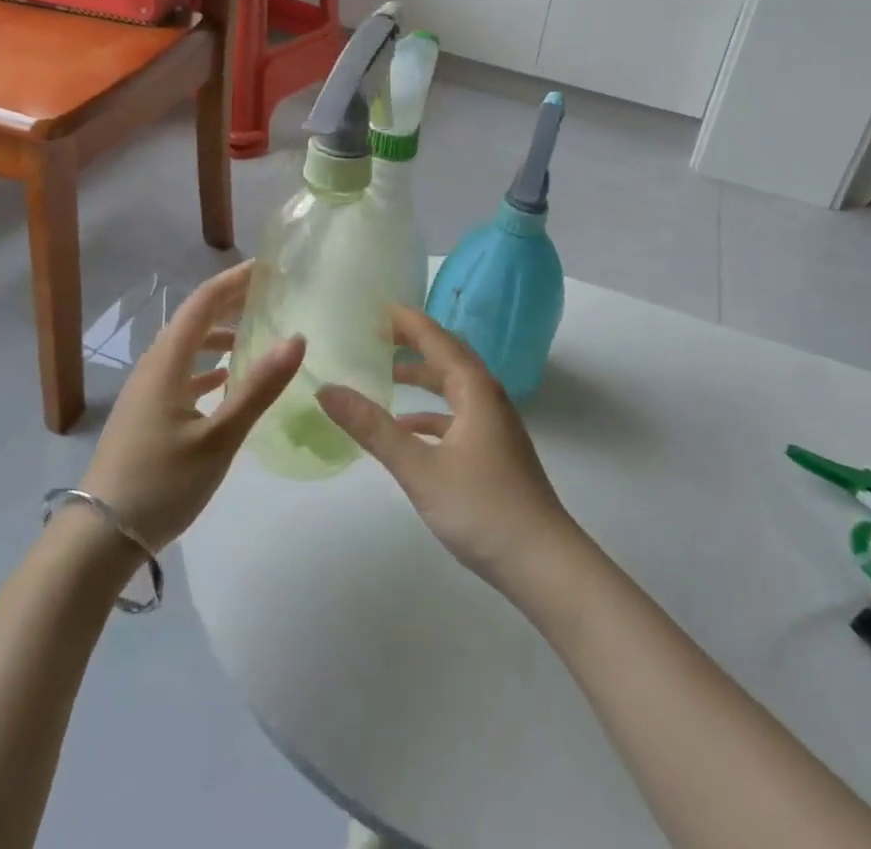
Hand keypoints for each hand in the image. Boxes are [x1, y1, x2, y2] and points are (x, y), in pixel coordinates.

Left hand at [78, 261, 303, 548]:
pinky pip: (181, 372)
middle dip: (230, 301)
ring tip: (254, 333)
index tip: (269, 266)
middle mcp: (154, 366)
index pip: (203, 302)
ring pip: (187, 347)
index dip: (235, 279)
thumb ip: (258, 388)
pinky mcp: (145, 414)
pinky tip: (226, 381)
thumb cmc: (161, 483)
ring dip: (219, 334)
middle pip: (194, 319)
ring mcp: (146, 391)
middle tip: (270, 294)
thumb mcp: (219, 438)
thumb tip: (297, 338)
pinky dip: (207, 365)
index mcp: (167, 362)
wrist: (98, 538)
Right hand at [318, 306, 575, 590]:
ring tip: (386, 373)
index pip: (437, 340)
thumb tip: (327, 390)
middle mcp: (488, 398)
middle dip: (414, 342)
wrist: (543, 563)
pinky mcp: (494, 451)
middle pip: (448, 356)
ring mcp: (494, 426)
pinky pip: (458, 416)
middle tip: (376, 333)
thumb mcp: (419, 468)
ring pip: (454, 387)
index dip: (408, 322)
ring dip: (423, 377)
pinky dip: (431, 414)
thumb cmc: (482, 508)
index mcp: (475, 390)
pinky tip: (407, 429)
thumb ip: (373, 428)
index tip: (378, 306)